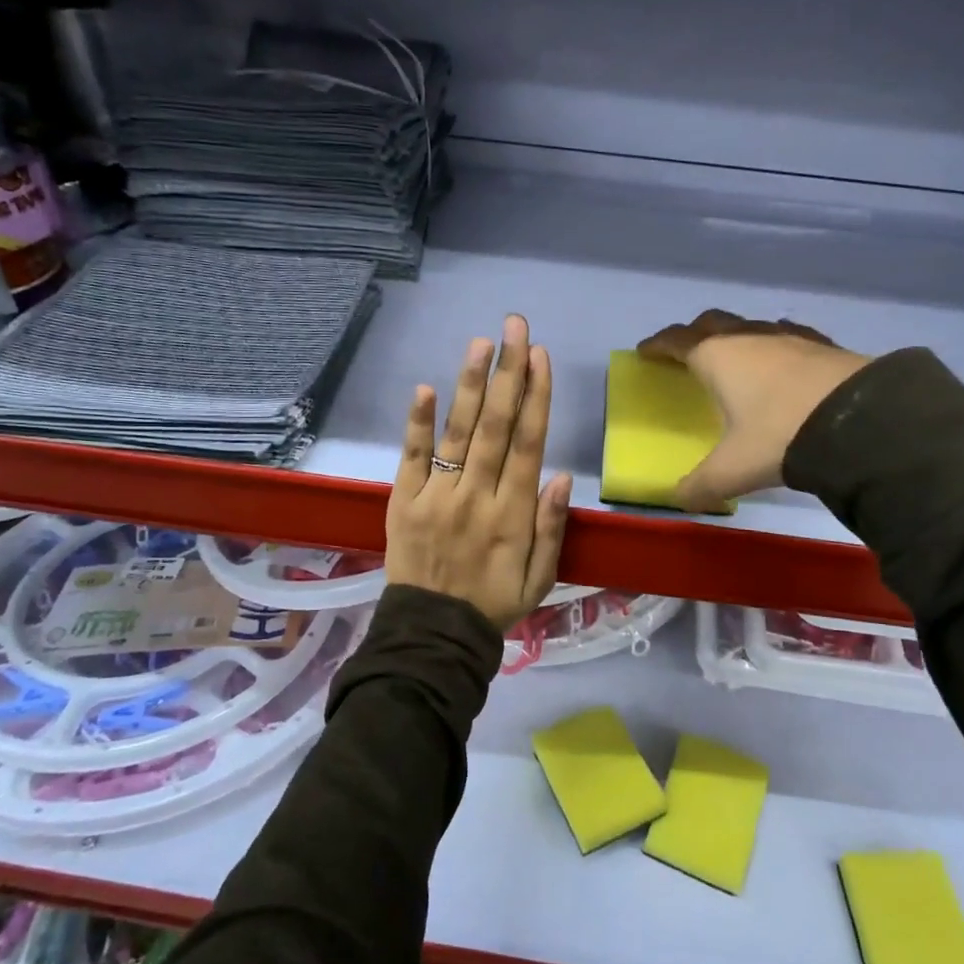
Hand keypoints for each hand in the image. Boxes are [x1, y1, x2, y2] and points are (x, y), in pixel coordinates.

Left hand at [386, 314, 573, 630]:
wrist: (432, 635)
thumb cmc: (494, 603)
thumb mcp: (541, 578)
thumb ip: (551, 527)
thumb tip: (561, 475)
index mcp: (512, 513)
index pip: (528, 443)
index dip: (536, 396)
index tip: (540, 356)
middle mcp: (476, 495)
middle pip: (496, 425)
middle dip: (508, 372)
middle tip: (515, 327)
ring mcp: (436, 495)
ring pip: (458, 432)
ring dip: (471, 385)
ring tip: (482, 344)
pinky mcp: (403, 501)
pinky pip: (411, 457)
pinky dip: (417, 423)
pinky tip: (425, 388)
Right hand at [637, 309, 869, 512]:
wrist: (860, 420)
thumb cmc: (780, 436)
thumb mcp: (732, 469)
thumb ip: (701, 486)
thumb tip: (681, 500)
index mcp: (717, 357)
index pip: (676, 340)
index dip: (658, 345)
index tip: (645, 351)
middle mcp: (749, 337)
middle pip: (711, 322)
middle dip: (693, 334)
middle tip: (686, 352)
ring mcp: (788, 336)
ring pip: (750, 326)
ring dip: (735, 337)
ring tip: (734, 359)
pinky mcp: (822, 344)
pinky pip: (786, 336)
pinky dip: (773, 345)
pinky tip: (782, 363)